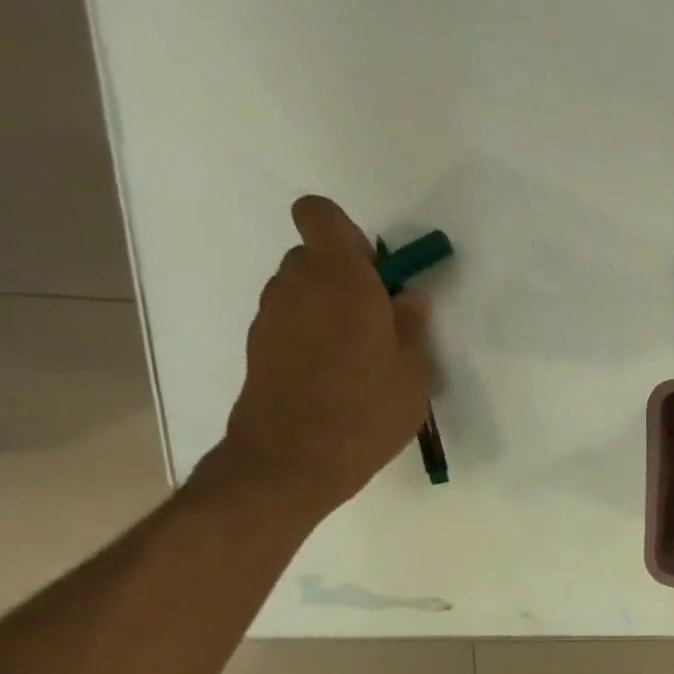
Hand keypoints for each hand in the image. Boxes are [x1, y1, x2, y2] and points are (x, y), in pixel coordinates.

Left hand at [209, 196, 433, 521]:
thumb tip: (407, 297)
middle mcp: (297, 284)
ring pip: (303, 290)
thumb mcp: (414, 371)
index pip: (320, 215)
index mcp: (341, 279)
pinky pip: (292, 321)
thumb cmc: (368, 409)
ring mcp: (271, 314)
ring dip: (330, 308)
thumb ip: (412, 326)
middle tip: (381, 323)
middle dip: (347, 278)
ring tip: (361, 358)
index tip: (377, 274)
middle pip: (315, 256)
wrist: (295, 457)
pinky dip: (313, 335)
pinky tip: (336, 377)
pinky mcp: (259, 344)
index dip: (348, 234)